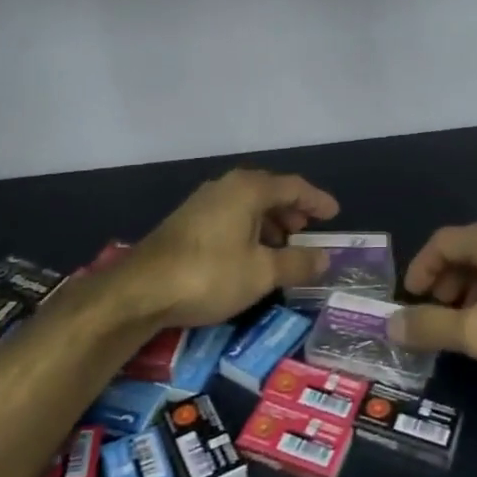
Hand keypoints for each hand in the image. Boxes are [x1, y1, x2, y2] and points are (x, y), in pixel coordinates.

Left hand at [122, 169, 340, 328]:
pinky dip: (248, 228)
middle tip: (307, 231)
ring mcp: (203, 202)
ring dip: (269, 222)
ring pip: (247, 204)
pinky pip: (230, 215)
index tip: (334, 213)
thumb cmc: (210, 274)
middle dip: (292, 210)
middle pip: (269, 191)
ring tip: (282, 247)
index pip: (293, 187)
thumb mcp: (262, 273)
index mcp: (248, 189)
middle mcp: (226, 186)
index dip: (316, 200)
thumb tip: (325, 258)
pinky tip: (249, 254)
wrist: (142, 290)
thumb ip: (297, 263)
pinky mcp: (187, 221)